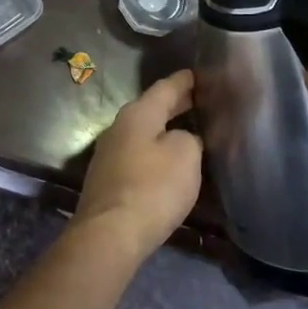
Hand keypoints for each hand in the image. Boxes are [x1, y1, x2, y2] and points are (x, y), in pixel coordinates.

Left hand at [74, 70, 202, 258]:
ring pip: (143, 133)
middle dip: (174, 105)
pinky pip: (138, 155)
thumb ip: (189, 139)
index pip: (164, 88)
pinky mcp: (108, 180)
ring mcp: (109, 154)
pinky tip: (168, 161)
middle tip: (198, 100)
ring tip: (187, 129)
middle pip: (151, 109)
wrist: (110, 234)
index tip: (197, 74)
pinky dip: (155, 152)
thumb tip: (180, 139)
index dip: (184, 81)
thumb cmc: (152, 188)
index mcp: (137, 114)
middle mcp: (118, 128)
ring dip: (163, 130)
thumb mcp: (185, 155)